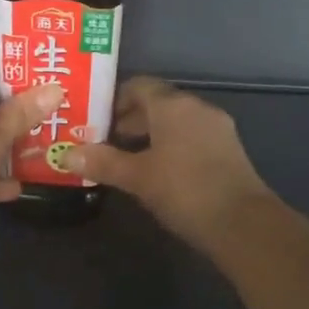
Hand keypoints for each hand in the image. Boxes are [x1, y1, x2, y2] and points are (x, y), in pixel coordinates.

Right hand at [64, 78, 272, 246]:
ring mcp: (216, 127)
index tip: (94, 120)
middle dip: (130, 120)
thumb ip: (102, 162)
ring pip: (176, 121)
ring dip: (151, 134)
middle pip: (157, 103)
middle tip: (105, 142)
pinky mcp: (228, 149)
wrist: (243, 223)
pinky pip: (192, 136)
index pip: (138, 85)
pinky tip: (159, 172)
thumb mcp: (137, 177)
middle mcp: (196, 107)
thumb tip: (65, 154)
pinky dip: (172, 145)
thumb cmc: (184, 190)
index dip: (114, 99)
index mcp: (173, 105)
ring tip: (128, 160)